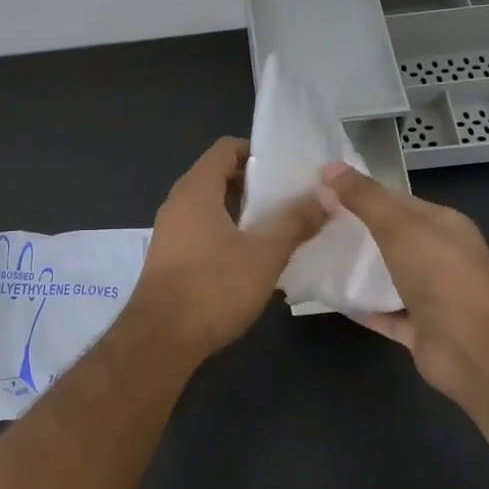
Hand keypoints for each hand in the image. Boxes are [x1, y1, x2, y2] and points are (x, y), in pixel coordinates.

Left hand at [131, 137, 327, 354]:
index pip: (226, 148)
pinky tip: (252, 256)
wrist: (160, 339)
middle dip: (254, 183)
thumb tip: (327, 195)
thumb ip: (295, 222)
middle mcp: (178, 202)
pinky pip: (202, 229)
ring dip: (242, 211)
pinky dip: (227, 232)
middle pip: (218, 175)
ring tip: (278, 226)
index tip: (287, 168)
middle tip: (290, 197)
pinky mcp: (170, 257)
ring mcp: (170, 231)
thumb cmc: (213, 287)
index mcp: (197, 189)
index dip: (257, 152)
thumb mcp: (264, 254)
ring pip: (210, 205)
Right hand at [320, 162, 488, 408]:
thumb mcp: (397, 225)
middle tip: (311, 224)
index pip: (397, 201)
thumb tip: (329, 167)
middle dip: (354, 231)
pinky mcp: (418, 329)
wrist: (472, 349)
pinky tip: (328, 295)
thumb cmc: (439, 275)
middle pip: (390, 238)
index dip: (361, 194)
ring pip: (386, 276)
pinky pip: (382, 311)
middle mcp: (440, 257)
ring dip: (355, 269)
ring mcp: (431, 295)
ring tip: (313, 256)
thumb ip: (363, 197)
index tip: (322, 192)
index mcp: (443, 225)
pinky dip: (359, 304)